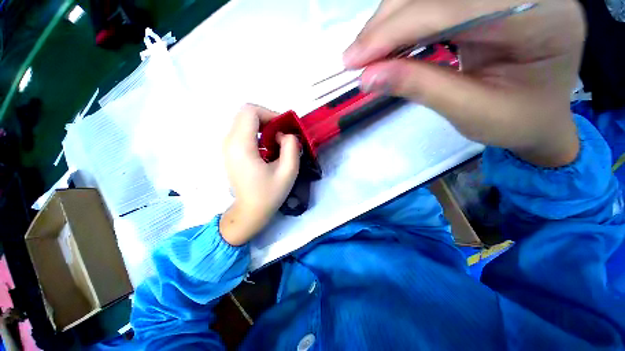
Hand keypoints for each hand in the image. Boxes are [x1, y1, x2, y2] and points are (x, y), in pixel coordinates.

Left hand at [219, 105, 299, 245]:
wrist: (250, 211)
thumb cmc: (269, 194)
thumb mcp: (288, 171)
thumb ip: (291, 147)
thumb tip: (286, 134)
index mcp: (241, 146)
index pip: (250, 111)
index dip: (270, 114)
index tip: (284, 129)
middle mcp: (229, 142)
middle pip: (246, 114)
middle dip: (268, 120)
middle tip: (282, 135)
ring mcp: (227, 146)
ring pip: (245, 122)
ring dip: (264, 127)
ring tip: (277, 144)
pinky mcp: (231, 151)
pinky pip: (244, 132)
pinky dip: (258, 134)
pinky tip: (268, 150)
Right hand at [344, 0, 584, 166]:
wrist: (539, 117)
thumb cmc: (517, 122)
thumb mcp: (470, 112)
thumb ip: (420, 87)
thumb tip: (368, 77)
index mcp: (543, 17)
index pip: (458, 6)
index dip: (398, 29)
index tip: (354, 58)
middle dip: (390, 21)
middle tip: (355, 56)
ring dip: (391, 20)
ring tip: (366, 53)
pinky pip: (434, 1)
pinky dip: (402, 21)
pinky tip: (386, 44)